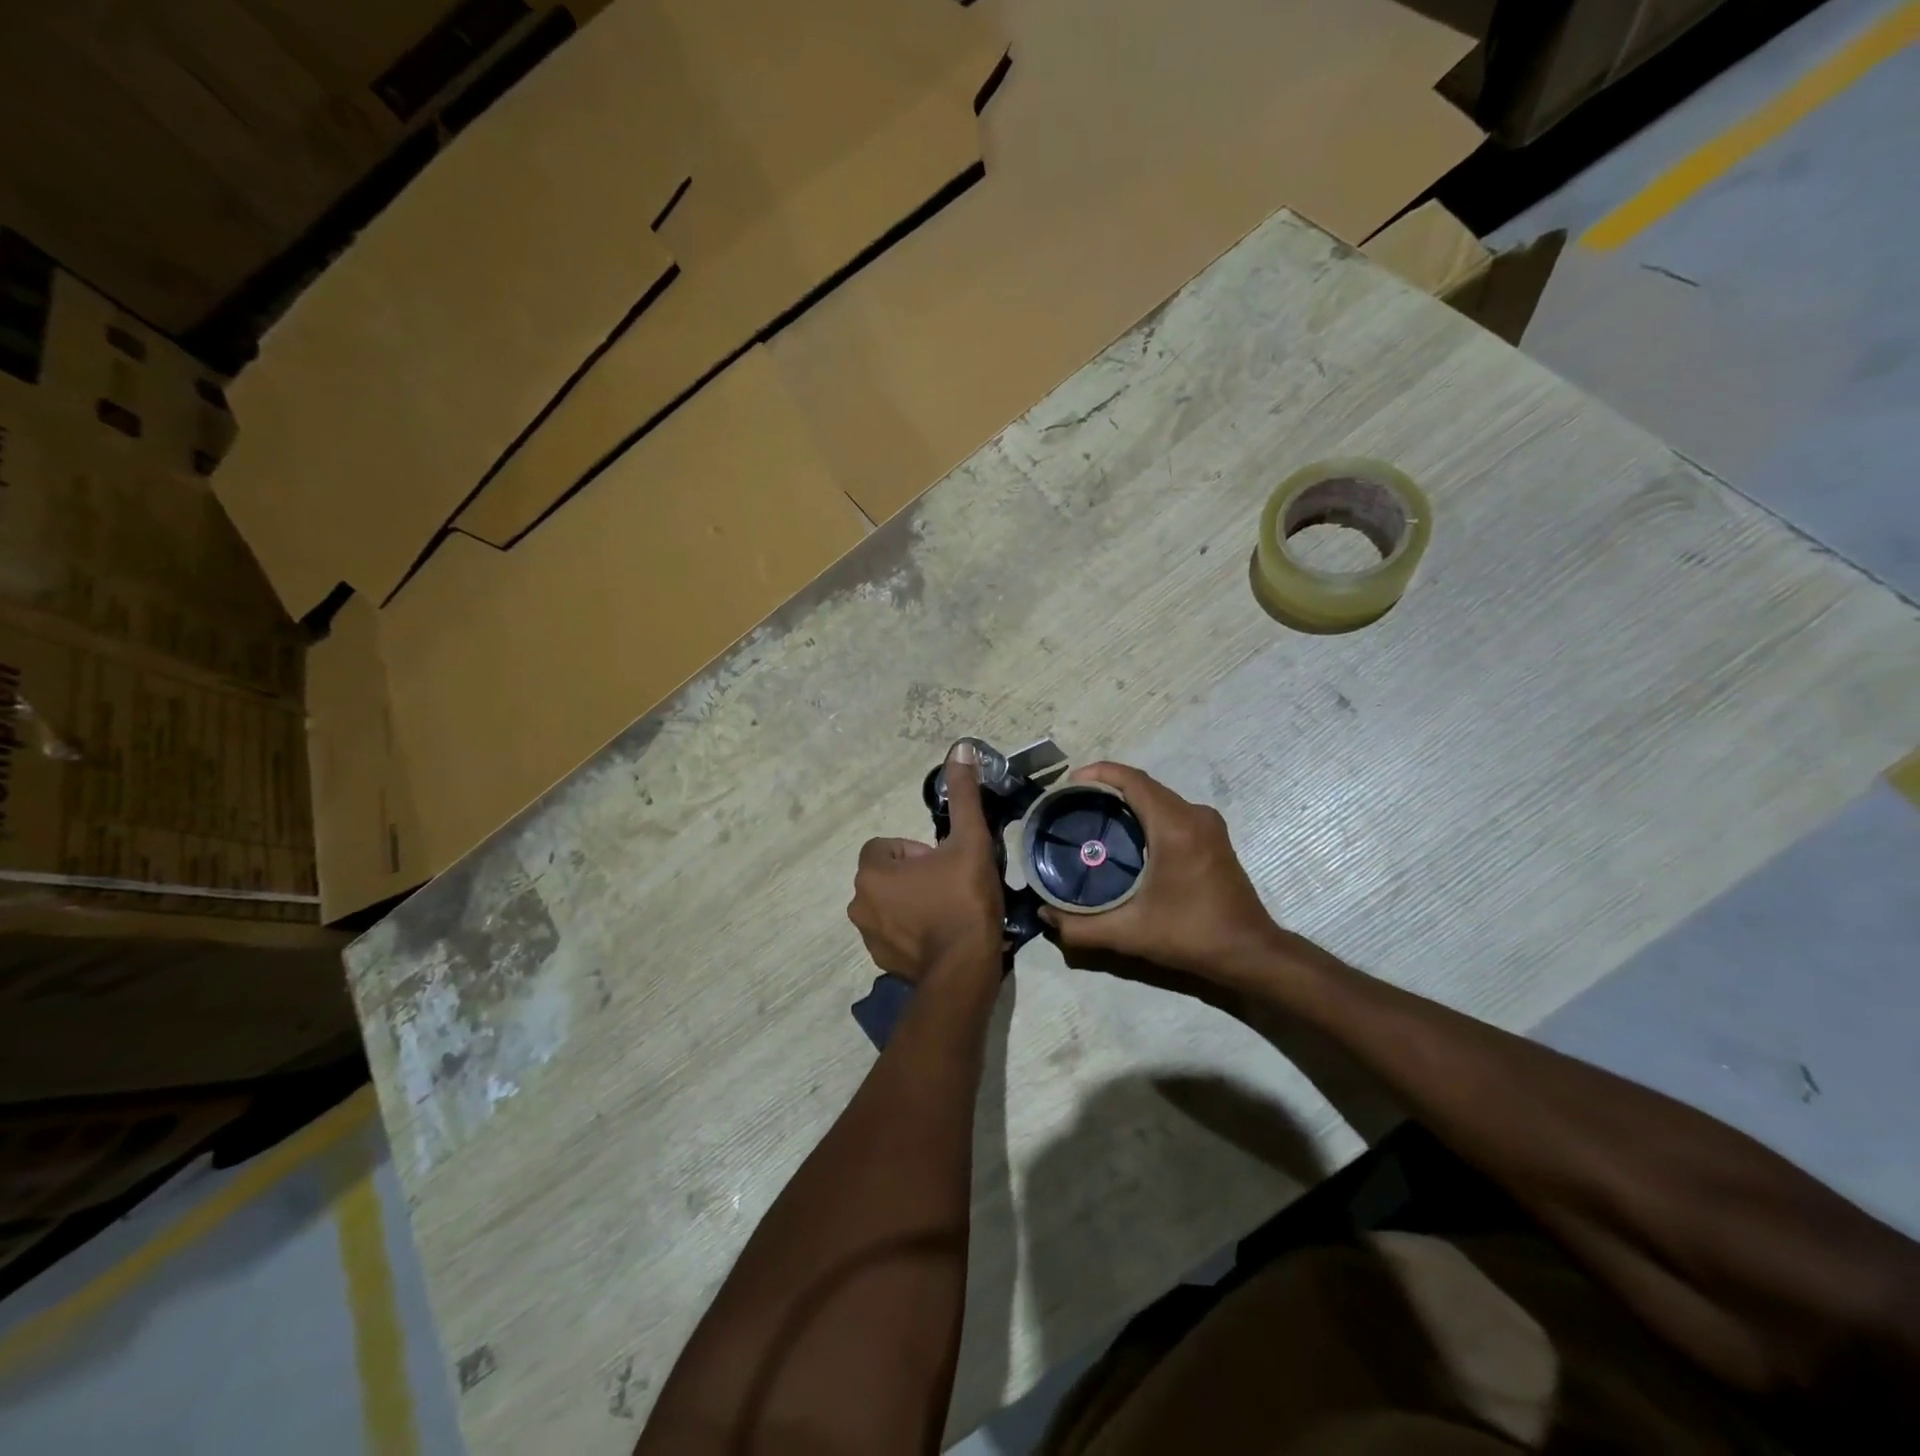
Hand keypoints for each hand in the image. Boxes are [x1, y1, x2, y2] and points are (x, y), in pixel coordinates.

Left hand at [848, 743, 1004, 985]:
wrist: (965, 969)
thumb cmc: (963, 899)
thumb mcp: (968, 841)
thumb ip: (962, 795)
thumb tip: (961, 747)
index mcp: (871, 871)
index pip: (886, 845)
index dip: (917, 850)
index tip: (944, 864)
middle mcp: (858, 902)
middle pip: (887, 874)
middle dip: (915, 876)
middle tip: (950, 887)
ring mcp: (866, 936)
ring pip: (889, 903)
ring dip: (912, 902)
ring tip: (948, 912)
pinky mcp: (880, 961)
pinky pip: (894, 932)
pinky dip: (912, 930)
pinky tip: (941, 936)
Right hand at [1039, 762, 1292, 988]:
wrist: (1250, 953)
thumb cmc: (1191, 935)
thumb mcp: (1129, 933)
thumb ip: (1081, 926)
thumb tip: (1044, 915)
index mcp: (1175, 826)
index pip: (1133, 780)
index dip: (1098, 773)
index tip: (1068, 784)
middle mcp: (1194, 815)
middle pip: (1144, 786)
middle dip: (1107, 787)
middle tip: (1072, 805)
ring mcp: (1208, 825)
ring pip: (1159, 798)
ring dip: (1127, 801)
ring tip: (1092, 818)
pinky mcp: (1213, 837)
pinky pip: (1172, 811)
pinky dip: (1145, 813)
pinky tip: (1126, 837)